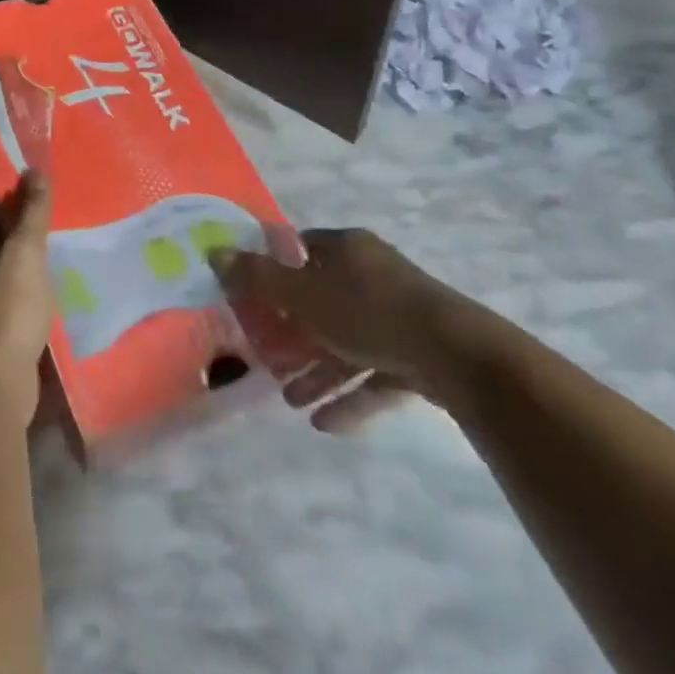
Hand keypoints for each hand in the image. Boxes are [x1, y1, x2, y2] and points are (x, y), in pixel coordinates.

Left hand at [0, 174, 55, 425]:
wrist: (1, 375)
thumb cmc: (12, 305)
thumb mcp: (26, 250)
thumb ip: (31, 213)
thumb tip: (34, 168)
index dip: (12, 215)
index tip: (38, 210)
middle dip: (20, 249)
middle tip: (55, 239)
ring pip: (6, 286)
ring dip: (26, 279)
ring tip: (59, 272)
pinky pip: (17, 314)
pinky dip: (31, 307)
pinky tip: (53, 309)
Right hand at [222, 228, 474, 432]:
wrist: (460, 357)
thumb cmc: (370, 313)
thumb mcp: (303, 296)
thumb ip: (257, 278)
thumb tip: (214, 252)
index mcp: (347, 250)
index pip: (300, 250)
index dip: (273, 273)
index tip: (250, 301)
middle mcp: (372, 275)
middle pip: (320, 301)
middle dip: (292, 335)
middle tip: (267, 360)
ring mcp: (399, 315)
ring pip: (346, 341)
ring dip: (317, 371)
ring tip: (291, 401)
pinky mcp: (419, 353)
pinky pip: (375, 372)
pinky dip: (350, 395)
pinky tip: (326, 424)